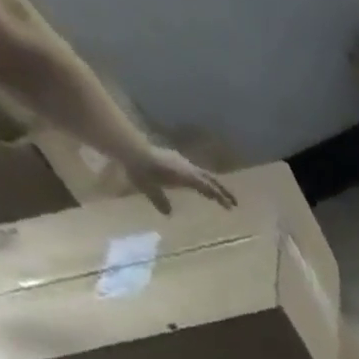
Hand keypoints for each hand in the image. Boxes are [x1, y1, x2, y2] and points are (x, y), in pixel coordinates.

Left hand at [120, 144, 235, 213]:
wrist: (125, 145)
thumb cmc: (139, 169)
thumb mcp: (148, 188)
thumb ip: (160, 200)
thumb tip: (168, 214)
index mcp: (185, 175)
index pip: (207, 187)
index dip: (219, 197)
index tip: (230, 207)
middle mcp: (185, 167)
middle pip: (209, 179)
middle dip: (222, 191)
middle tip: (233, 202)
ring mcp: (179, 161)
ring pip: (201, 173)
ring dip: (211, 184)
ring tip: (218, 193)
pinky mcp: (171, 158)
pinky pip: (191, 170)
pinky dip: (199, 178)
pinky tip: (196, 182)